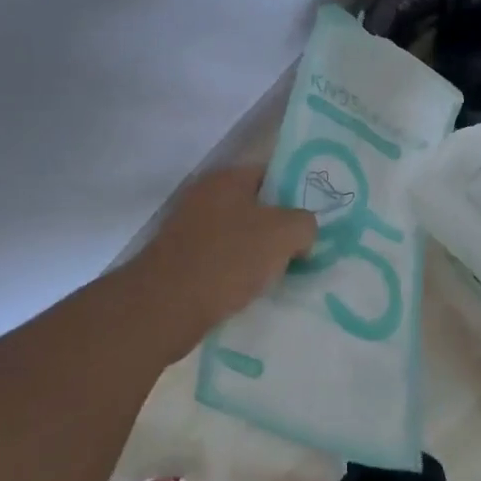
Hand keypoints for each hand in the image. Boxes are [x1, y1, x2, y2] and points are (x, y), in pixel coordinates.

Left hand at [123, 166, 317, 358]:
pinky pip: (220, 262)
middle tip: (305, 248)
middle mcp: (205, 197)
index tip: (316, 217)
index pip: (272, 173)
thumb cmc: (227, 259)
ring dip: (259, 254)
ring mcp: (188, 230)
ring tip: (283, 275)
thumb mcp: (284, 234)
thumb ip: (305, 223)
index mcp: (227, 179)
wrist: (164, 307)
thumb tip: (302, 233)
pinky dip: (237, 275)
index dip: (297, 192)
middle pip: (255, 207)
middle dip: (279, 228)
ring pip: (238, 236)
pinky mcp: (179, 262)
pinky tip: (253, 292)